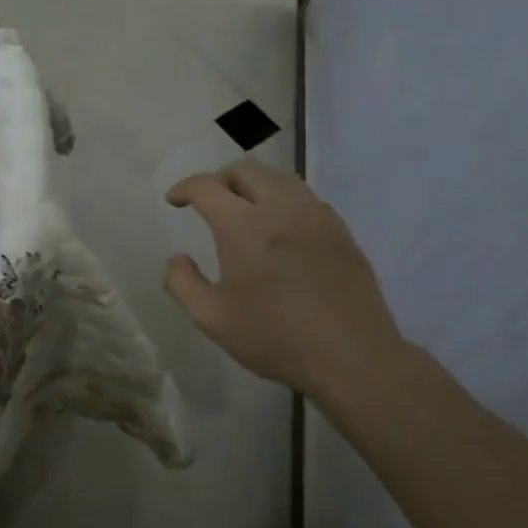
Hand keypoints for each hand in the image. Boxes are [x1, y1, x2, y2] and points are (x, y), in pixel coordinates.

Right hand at [165, 160, 406, 404]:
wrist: (352, 358)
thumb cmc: (275, 338)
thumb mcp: (212, 319)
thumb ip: (183, 284)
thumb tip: (177, 259)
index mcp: (243, 226)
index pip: (207, 186)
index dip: (184, 188)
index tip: (174, 200)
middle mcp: (280, 208)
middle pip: (245, 170)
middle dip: (219, 179)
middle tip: (209, 201)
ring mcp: (316, 216)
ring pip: (280, 178)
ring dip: (254, 184)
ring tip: (245, 208)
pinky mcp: (341, 231)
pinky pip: (306, 198)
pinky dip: (284, 200)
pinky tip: (282, 228)